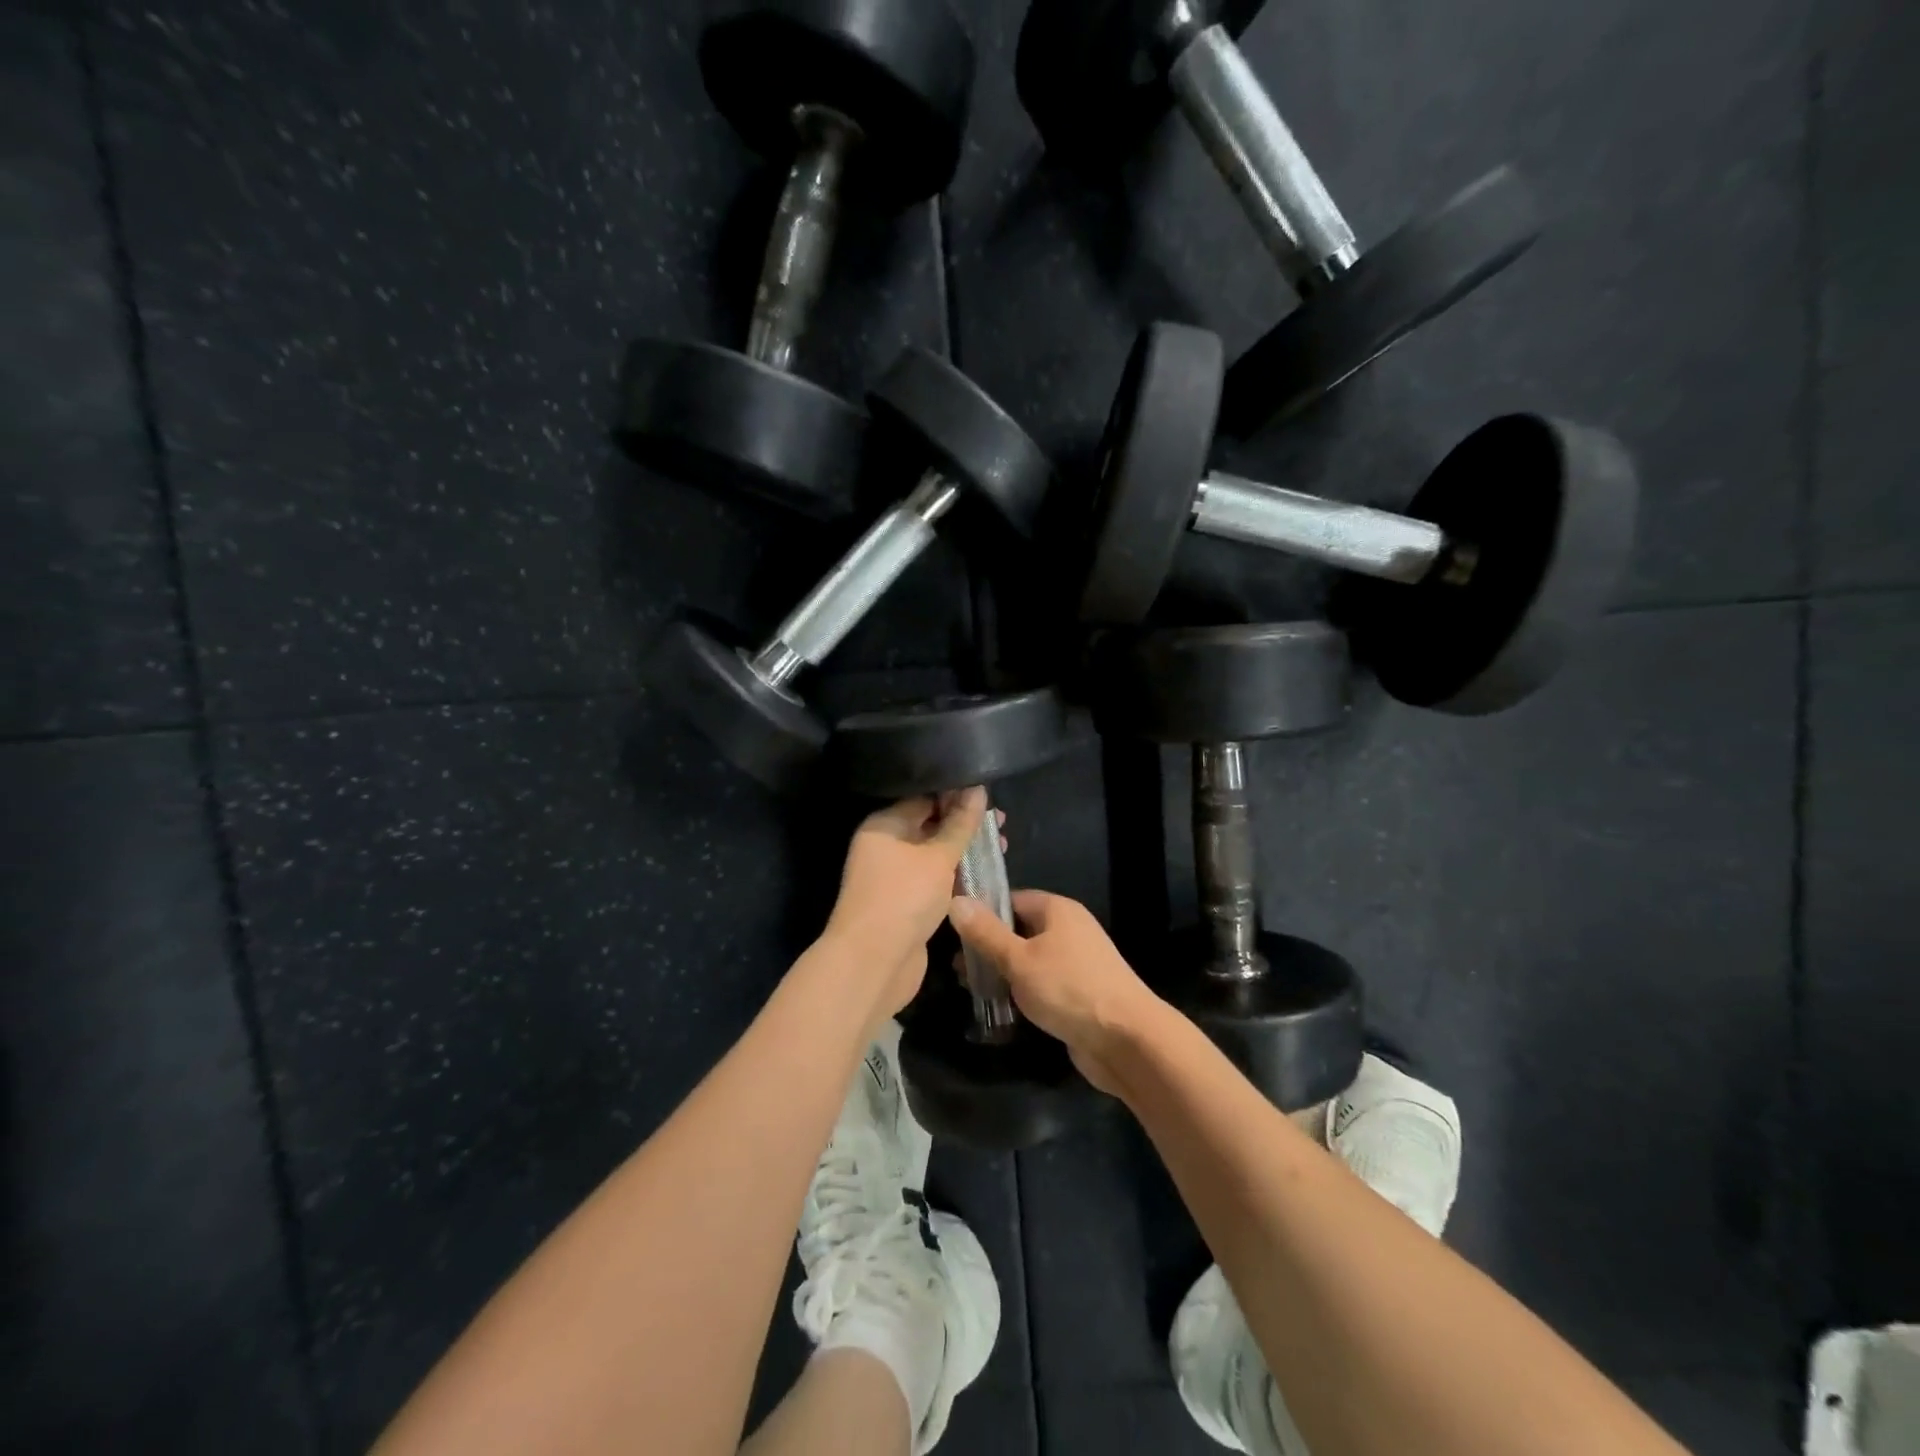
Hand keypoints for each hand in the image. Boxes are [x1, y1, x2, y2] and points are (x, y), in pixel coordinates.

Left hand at [823, 788, 989, 1021]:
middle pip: (930, 825)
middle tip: (1002, 822)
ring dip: (964, 850)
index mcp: (884, 824)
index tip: (990, 794)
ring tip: (1002, 845)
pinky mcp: (906, 902)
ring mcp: (894, 876)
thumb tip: (977, 789)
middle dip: (965, 823)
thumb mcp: (938, 856)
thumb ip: (960, 823)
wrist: (874, 963)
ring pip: (935, 854)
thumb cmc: (904, 897)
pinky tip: (984, 872)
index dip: (957, 794)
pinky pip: (934, 879)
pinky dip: (956, 875)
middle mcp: (886, 846)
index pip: (924, 798)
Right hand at [946, 890, 1163, 1093]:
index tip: (952, 933)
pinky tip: (999, 1007)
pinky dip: (1021, 991)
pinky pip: (1041, 982)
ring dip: (1002, 972)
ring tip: (971, 989)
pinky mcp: (1078, 992)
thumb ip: (986, 933)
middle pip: (1019, 929)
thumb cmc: (1069, 989)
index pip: (1010, 899)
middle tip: (958, 968)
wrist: (1127, 1040)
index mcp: (1057, 909)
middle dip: (988, 947)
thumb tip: (956, 900)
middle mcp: (1068, 929)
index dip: (981, 913)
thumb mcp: (1019, 959)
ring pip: (1028, 958)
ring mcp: (1076, 961)